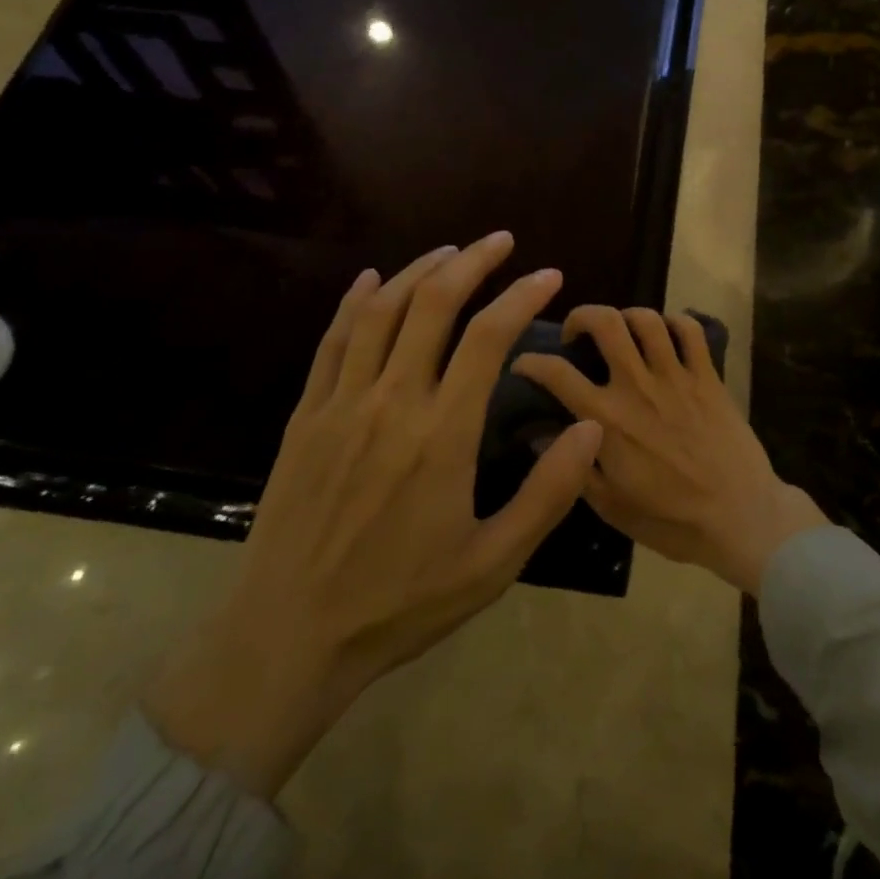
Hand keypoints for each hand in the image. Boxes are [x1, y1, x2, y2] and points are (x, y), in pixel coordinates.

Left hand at [145, 233, 602, 797]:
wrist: (287, 638)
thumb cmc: (400, 603)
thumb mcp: (493, 563)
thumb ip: (548, 493)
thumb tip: (591, 427)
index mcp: (441, 434)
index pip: (488, 337)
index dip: (522, 296)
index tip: (548, 275)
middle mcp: (391, 402)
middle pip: (433, 305)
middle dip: (472, 262)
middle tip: (501, 241)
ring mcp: (340, 404)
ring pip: (381, 312)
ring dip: (418, 271)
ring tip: (450, 251)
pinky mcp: (305, 416)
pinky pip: (332, 341)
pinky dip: (355, 302)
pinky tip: (370, 280)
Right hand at [513, 307, 826, 595]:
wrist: (739, 517)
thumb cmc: (671, 519)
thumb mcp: (611, 506)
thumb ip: (573, 467)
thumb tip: (538, 435)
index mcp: (606, 418)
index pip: (557, 373)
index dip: (532, 361)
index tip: (524, 362)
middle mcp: (637, 386)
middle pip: (605, 323)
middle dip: (582, 315)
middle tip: (577, 333)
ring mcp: (676, 376)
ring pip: (647, 319)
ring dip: (627, 316)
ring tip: (622, 332)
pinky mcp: (708, 376)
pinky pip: (691, 330)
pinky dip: (676, 321)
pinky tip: (667, 333)